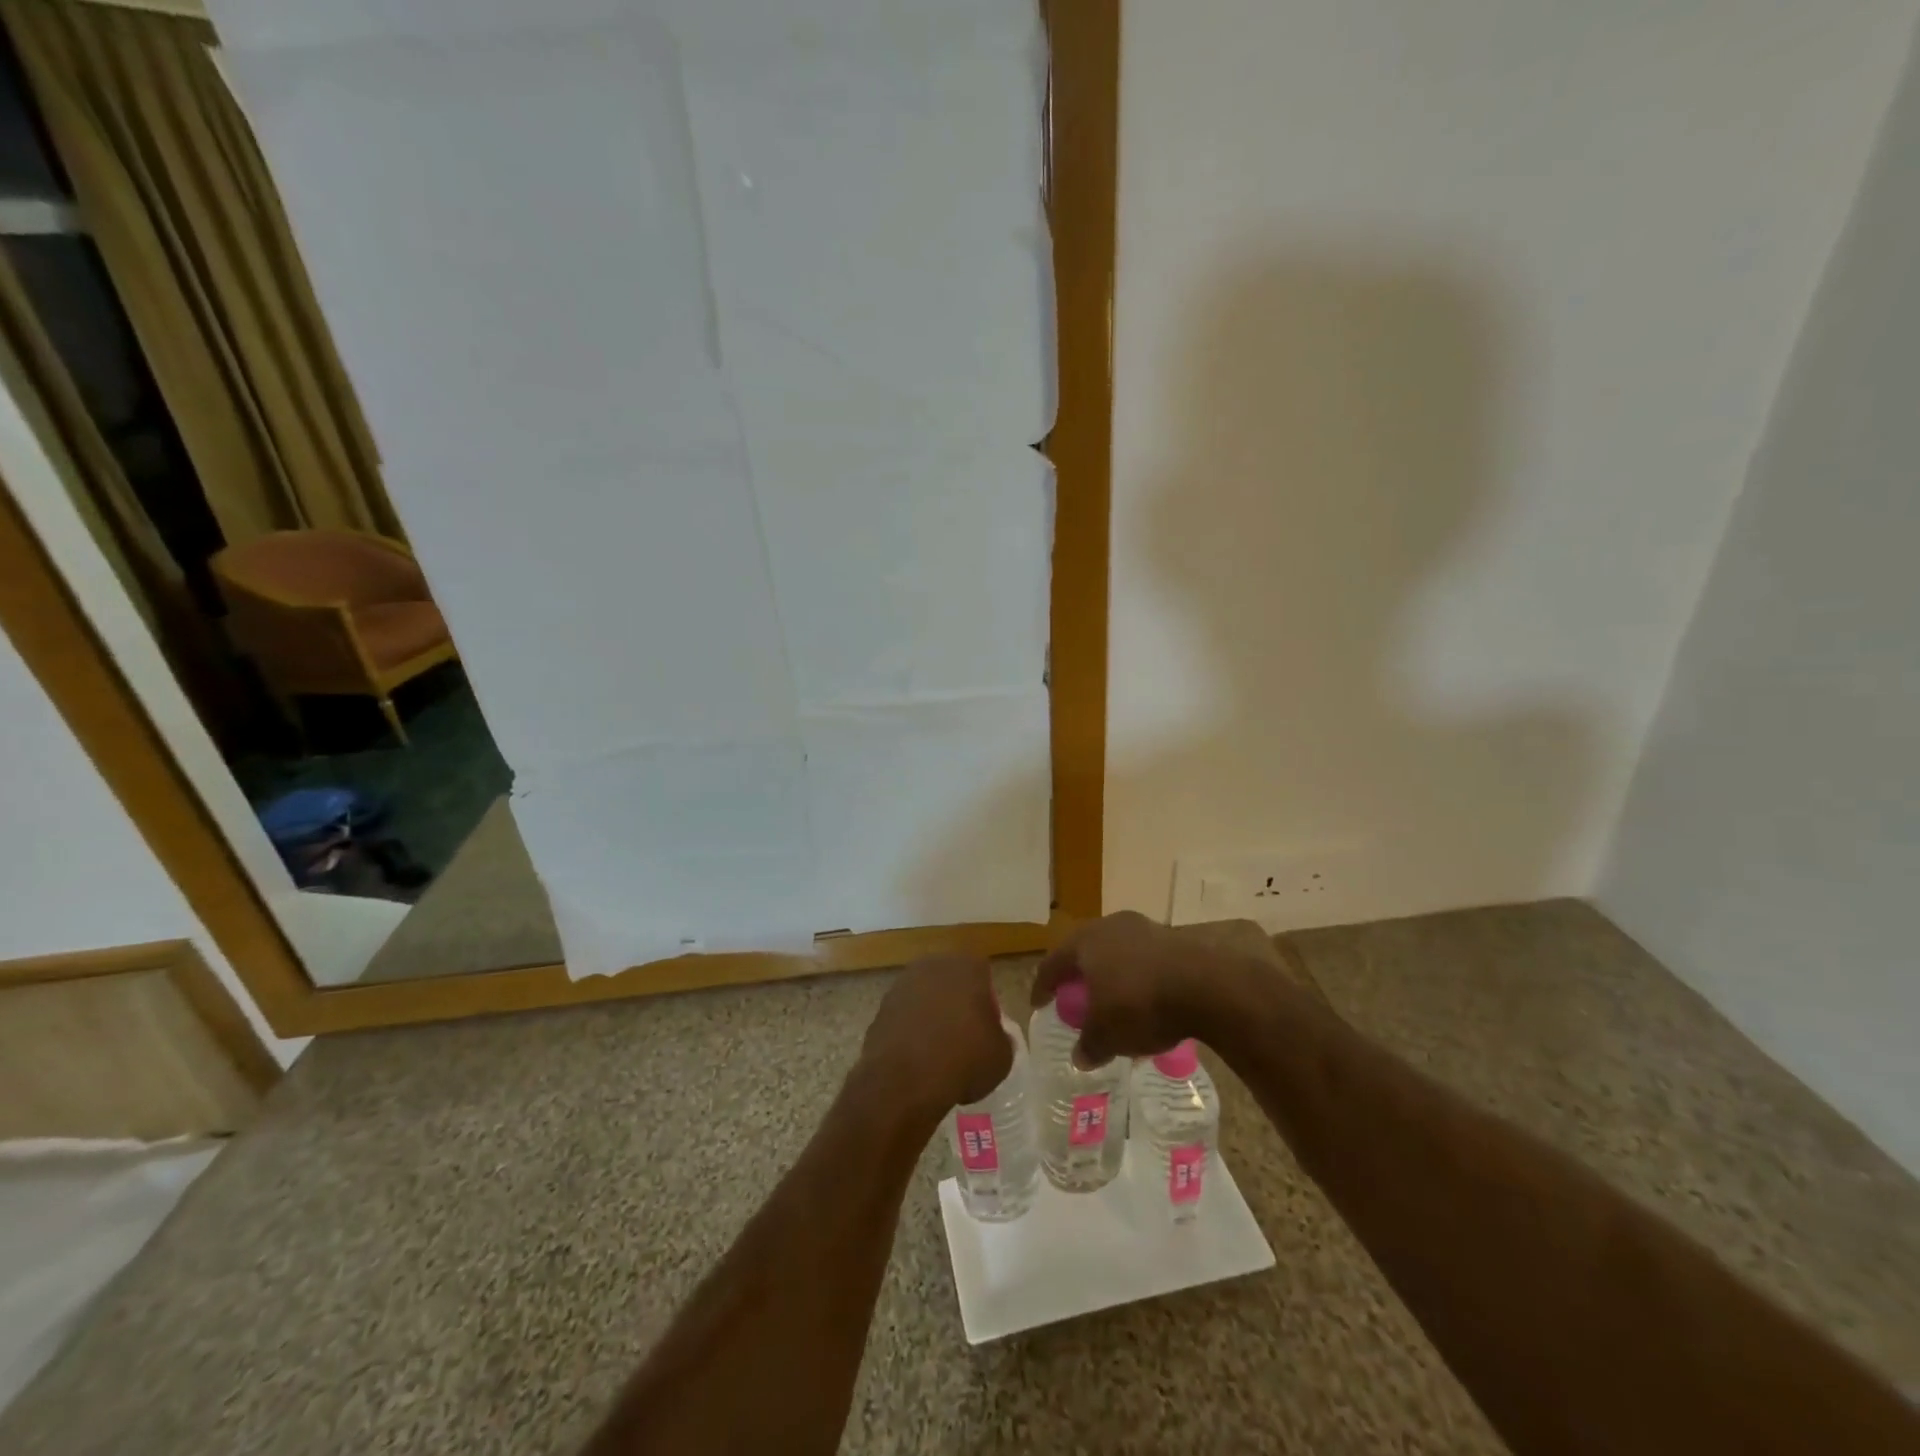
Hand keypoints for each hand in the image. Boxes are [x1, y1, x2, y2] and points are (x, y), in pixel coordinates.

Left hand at [860, 955, 1012, 1114]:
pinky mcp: (881, 1007)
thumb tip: (993, 1036)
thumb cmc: (963, 1059)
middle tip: (965, 1039)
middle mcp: (933, 965)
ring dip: (932, 1017)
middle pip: (952, 982)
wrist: (904, 1079)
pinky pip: (905, 1017)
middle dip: (958, 1004)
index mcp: (968, 966)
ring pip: (926, 998)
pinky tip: (917, 1060)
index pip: (983, 976)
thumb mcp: (1002, 1056)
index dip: (987, 1004)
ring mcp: (903, 984)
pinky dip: (911, 1032)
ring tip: (939, 1054)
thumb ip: (1001, 1038)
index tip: (987, 1030)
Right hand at [1032, 911, 1246, 1066]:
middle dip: (1078, 975)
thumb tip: (1080, 1056)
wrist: (1207, 986)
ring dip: (1111, 975)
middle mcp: (1110, 926)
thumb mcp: (1108, 1034)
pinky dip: (1138, 977)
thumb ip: (1090, 1044)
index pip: (1053, 963)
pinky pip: (1144, 959)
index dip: (1043, 986)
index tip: (1039, 1003)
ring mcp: (1144, 928)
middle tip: (1074, 998)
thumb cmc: (1141, 1004)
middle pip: (1085, 951)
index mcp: (1085, 941)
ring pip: (1116, 952)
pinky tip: (1146, 999)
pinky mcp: (1173, 938)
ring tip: (1112, 1000)